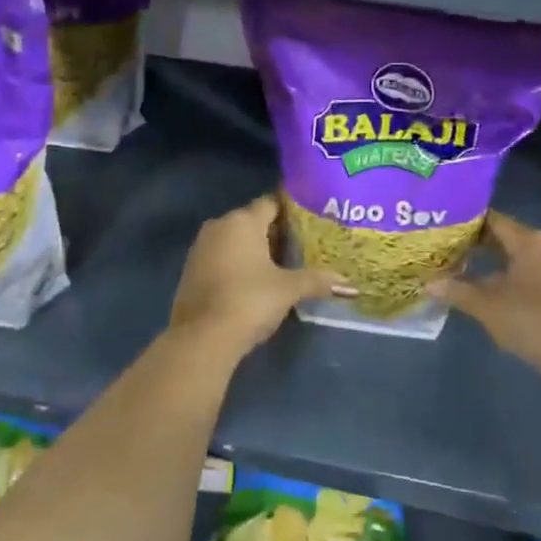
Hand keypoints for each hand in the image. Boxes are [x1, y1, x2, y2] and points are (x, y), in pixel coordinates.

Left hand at [169, 193, 342, 354]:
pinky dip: (240, 263)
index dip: (292, 209)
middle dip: (276, 232)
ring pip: (236, 240)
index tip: (312, 219)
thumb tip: (349, 284)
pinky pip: (222, 257)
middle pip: (253, 221)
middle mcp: (219, 226)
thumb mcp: (288, 289)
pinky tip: (257, 280)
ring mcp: (201, 247)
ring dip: (257, 249)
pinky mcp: (192, 270)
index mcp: (242, 221)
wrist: (202, 337)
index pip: (271, 203)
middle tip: (304, 244)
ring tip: (285, 264)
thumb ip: (317, 281)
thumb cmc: (249, 300)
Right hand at [430, 212, 540, 394]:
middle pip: (508, 237)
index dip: (466, 223)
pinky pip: (535, 274)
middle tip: (448, 250)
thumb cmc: (532, 320)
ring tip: (466, 271)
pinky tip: (495, 292)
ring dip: (497, 263)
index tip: (443, 229)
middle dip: (478, 244)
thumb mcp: (486, 306)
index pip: (493, 220)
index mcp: (530, 241)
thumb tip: (428, 284)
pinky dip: (514, 278)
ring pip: (522, 257)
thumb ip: (456, 290)